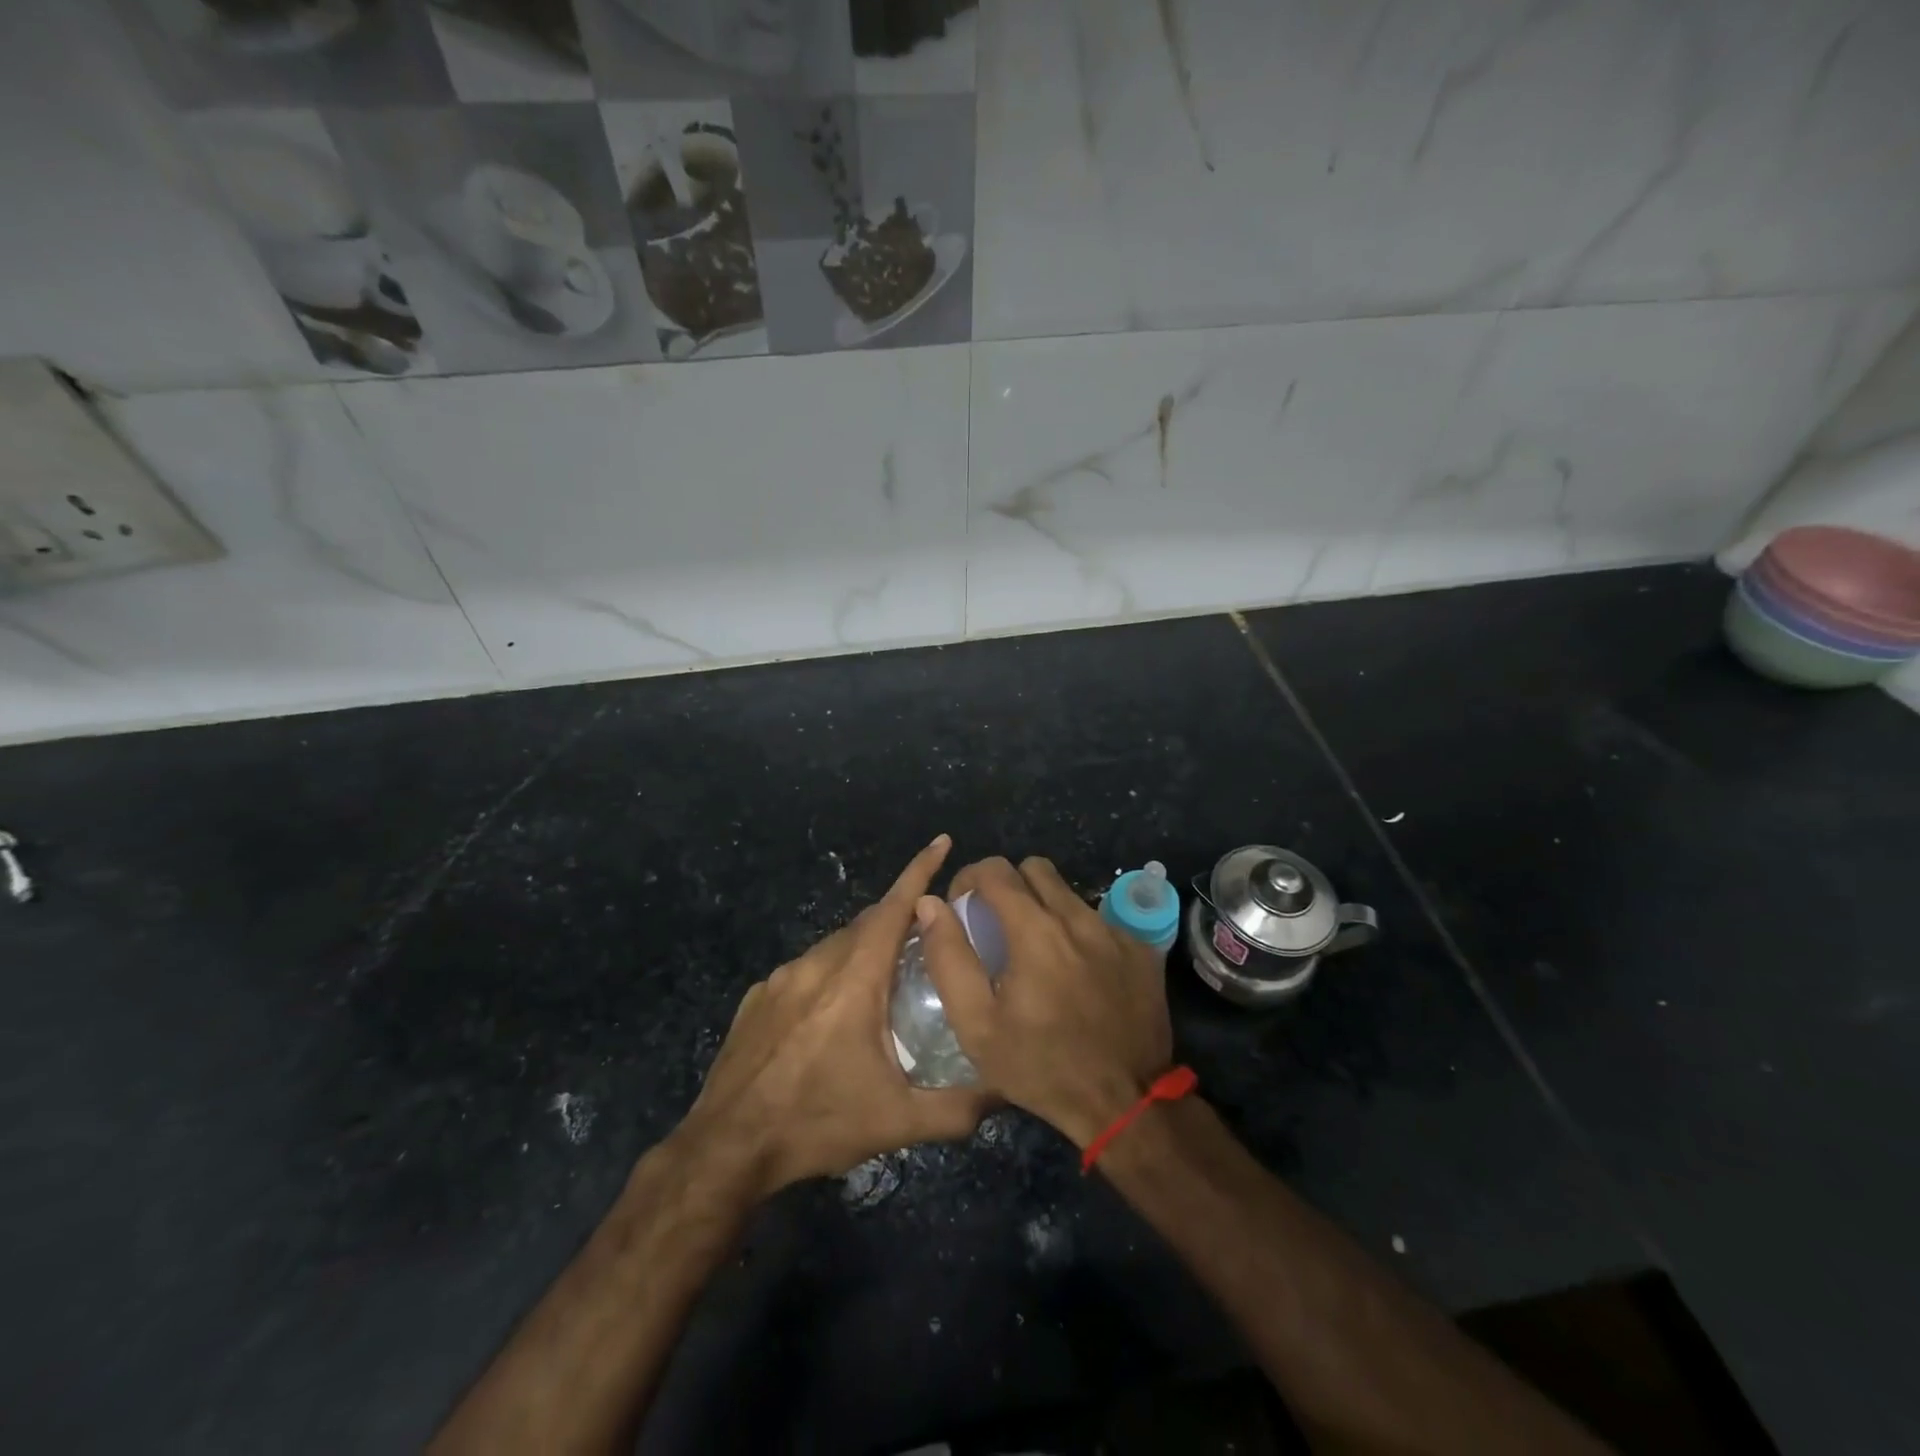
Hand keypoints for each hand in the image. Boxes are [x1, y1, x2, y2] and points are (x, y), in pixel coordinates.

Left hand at [675, 835, 989, 1199]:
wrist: (726, 1149)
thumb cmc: (815, 1124)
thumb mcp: (896, 1123)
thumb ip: (957, 1108)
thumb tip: (1004, 1090)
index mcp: (854, 980)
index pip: (894, 908)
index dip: (920, 871)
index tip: (942, 841)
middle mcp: (817, 965)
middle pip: (867, 923)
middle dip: (900, 919)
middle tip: (928, 938)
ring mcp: (781, 979)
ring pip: (834, 946)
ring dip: (864, 950)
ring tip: (885, 981)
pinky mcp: (757, 997)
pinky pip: (804, 970)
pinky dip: (829, 974)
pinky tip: (832, 1015)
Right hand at [916, 856, 1172, 1147]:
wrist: (1125, 1102)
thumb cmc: (1041, 1068)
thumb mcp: (977, 1025)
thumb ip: (949, 957)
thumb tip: (931, 905)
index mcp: (1035, 931)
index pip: (996, 870)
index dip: (971, 878)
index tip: (964, 906)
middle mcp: (1078, 917)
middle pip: (1035, 868)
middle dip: (1009, 885)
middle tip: (998, 924)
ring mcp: (1115, 931)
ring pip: (1069, 893)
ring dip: (1045, 907)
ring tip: (1037, 952)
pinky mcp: (1141, 949)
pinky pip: (1100, 920)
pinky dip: (1079, 933)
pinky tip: (1077, 973)